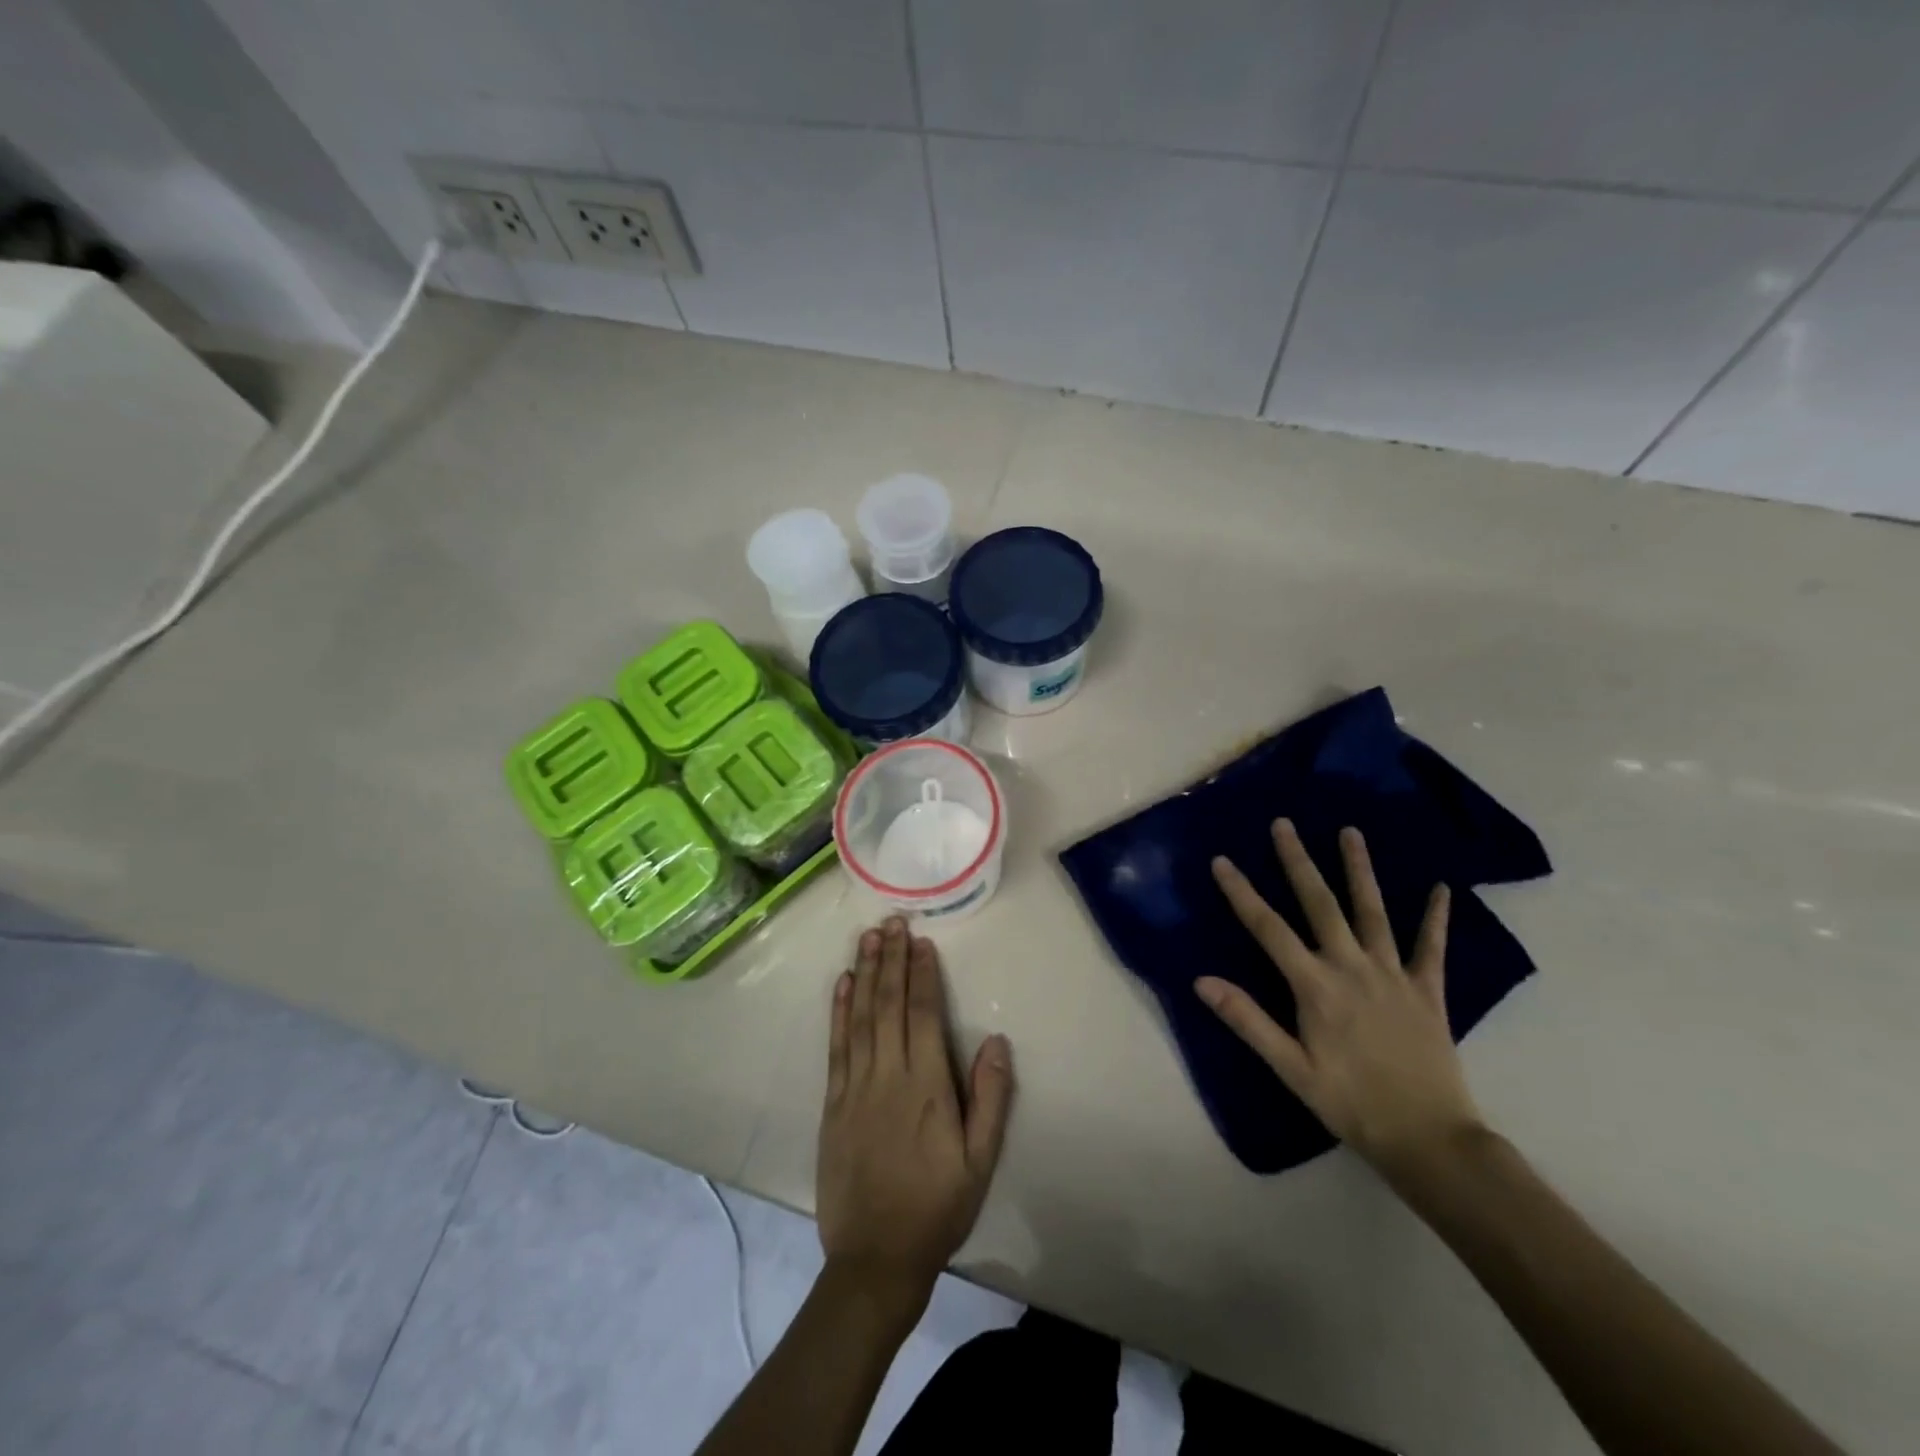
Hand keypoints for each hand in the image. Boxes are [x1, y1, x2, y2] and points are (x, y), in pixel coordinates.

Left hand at [818, 918, 1013, 1323]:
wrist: (875, 1258)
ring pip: (861, 1017)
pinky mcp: (833, 1102)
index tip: (921, 941)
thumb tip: (996, 1040)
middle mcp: (889, 1075)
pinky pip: (836, 1046)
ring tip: (868, 938)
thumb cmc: (937, 1208)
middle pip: (889, 1005)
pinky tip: (843, 984)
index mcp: (927, 1086)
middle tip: (891, 922)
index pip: (925, 1014)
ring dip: (865, 973)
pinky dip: (839, 1012)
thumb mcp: (980, 1162)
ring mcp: (856, 1086)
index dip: (923, 974)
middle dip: (891, 960)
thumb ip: (990, 1098)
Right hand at [1196, 820, 1483, 1182]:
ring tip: (1350, 832)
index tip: (1222, 861)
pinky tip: (1442, 888)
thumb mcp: (1290, 1069)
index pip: (1268, 929)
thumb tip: (1202, 981)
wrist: (1430, 1139)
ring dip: (1359, 870)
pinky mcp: (1429, 991)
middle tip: (1284, 824)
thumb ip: (1248, 1021)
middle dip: (1298, 862)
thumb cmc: (1351, 1104)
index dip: (1242, 893)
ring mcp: (1394, 975)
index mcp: (1315, 987)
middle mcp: (1352, 968)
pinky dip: (1436, 917)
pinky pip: (1432, 948)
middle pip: (1320, 904)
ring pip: (1373, 911)